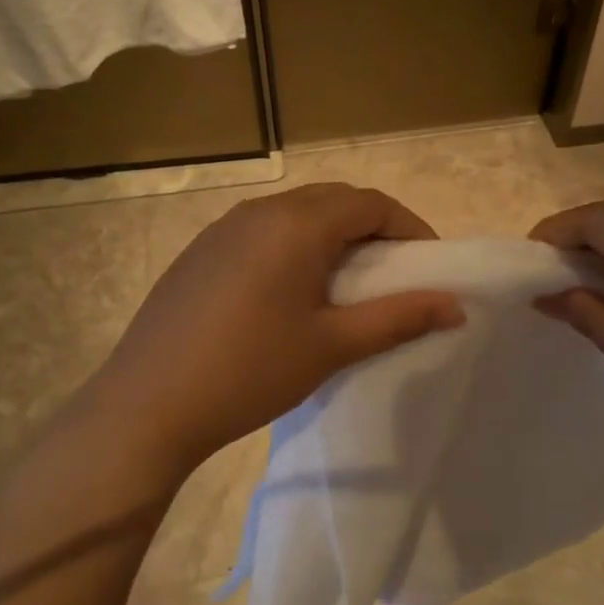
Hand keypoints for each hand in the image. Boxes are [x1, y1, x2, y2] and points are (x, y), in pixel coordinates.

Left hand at [77, 184, 463, 483]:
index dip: (409, 227)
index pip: (370, 203)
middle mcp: (260, 211)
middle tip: (392, 273)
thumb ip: (398, 318)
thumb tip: (455, 305)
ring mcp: (223, 228)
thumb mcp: (332, 345)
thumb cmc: (251, 371)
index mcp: (297, 224)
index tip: (428, 264)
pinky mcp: (200, 251)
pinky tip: (289, 291)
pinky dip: (293, 246)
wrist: (149, 404)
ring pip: (295, 214)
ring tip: (345, 283)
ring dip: (331, 236)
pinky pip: (262, 231)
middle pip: (333, 201)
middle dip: (372, 228)